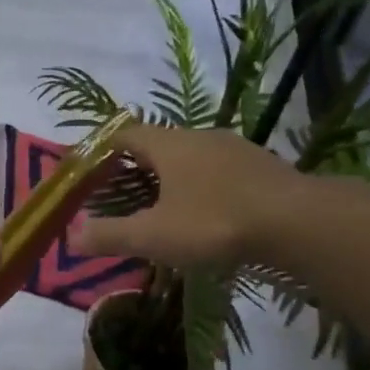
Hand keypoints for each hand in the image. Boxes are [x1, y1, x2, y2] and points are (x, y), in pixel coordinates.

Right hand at [71, 123, 306, 267]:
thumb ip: (110, 235)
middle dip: (137, 166)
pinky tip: (208, 213)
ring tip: (163, 206)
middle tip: (122, 194)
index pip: (125, 134)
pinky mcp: (262, 167)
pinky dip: (204, 186)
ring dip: (173, 176)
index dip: (103, 148)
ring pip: (192, 157)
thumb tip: (71, 236)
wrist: (299, 223)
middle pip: (159, 144)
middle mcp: (200, 137)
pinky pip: (219, 171)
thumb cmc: (215, 223)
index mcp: (169, 145)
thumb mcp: (154, 235)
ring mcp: (235, 149)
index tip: (90, 169)